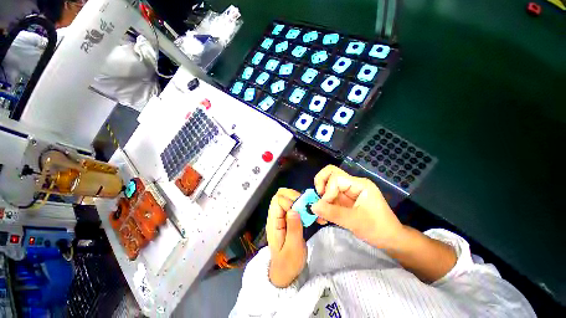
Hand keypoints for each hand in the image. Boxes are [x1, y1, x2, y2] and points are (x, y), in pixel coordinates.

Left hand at [266, 188, 306, 287]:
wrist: (285, 273)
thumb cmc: (287, 264)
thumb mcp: (292, 249)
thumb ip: (293, 228)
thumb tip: (294, 209)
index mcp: (273, 222)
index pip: (278, 199)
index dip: (290, 200)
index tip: (303, 209)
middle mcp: (276, 216)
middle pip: (282, 195)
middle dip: (297, 197)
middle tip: (309, 208)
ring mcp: (282, 217)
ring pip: (289, 199)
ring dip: (302, 202)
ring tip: (313, 213)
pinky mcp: (288, 219)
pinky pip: (295, 207)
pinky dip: (304, 208)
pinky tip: (313, 217)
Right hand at [311, 165, 404, 248]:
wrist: (390, 241)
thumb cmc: (378, 229)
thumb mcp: (355, 222)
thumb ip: (333, 213)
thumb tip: (312, 206)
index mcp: (359, 185)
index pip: (336, 177)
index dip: (327, 190)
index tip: (325, 205)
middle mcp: (352, 185)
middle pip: (330, 174)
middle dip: (320, 184)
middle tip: (318, 198)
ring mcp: (347, 192)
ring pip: (328, 186)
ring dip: (320, 197)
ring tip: (318, 212)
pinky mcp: (344, 201)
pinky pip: (329, 198)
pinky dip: (324, 205)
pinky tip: (322, 217)